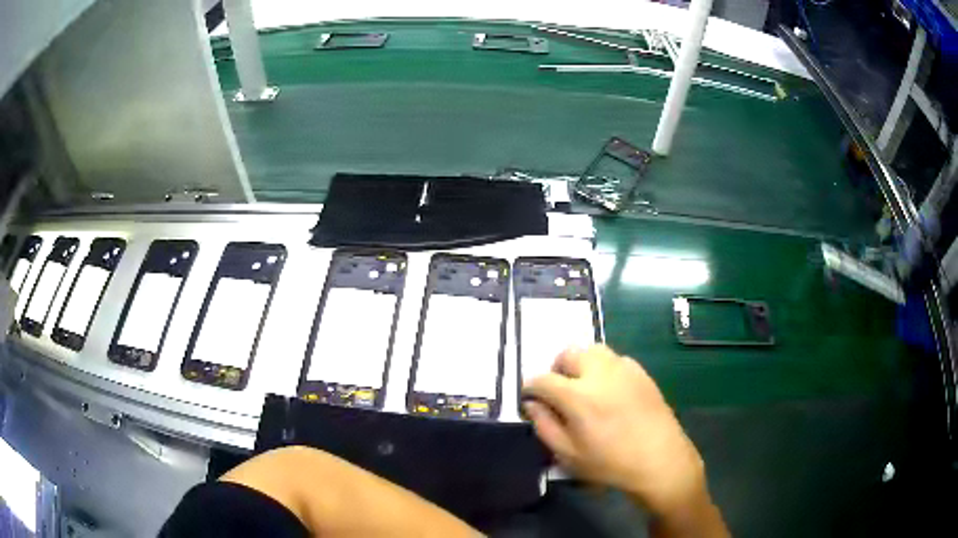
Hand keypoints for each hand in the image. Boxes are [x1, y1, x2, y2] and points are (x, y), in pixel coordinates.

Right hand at [522, 345, 708, 520]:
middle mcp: (599, 373)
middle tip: (558, 391)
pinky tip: (608, 390)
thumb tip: (532, 404)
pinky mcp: (640, 371)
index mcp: (578, 396)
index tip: (530, 397)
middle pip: (568, 354)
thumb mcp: (568, 454)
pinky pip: (614, 359)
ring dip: (580, 363)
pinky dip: (603, 368)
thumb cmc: (610, 462)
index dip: (530, 387)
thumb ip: (544, 425)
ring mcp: (623, 369)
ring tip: (583, 386)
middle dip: (556, 369)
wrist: (659, 459)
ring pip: (592, 350)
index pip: (543, 379)